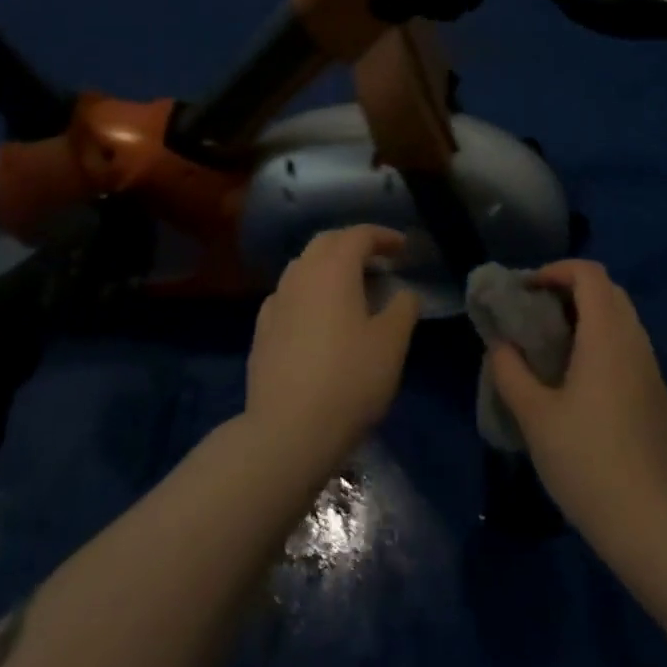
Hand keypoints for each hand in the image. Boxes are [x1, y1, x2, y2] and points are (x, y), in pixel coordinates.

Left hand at [245, 225, 421, 471]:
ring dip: (329, 266)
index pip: (359, 235)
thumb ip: (403, 308)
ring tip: (351, 286)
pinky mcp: (262, 329)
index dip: (384, 236)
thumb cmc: (349, 380)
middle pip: (327, 242)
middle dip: (354, 243)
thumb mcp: (392, 344)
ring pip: (304, 266)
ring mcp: (276, 300)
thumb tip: (403, 292)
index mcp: (334, 268)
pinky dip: (309, 292)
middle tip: (378, 260)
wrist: (287, 431)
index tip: (403, 248)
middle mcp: (301, 274)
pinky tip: (318, 315)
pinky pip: (289, 294)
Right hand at [488, 259, 666, 541]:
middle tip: (539, 314)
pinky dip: (606, 346)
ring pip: (623, 321)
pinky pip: (632, 351)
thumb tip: (499, 344)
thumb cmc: (586, 462)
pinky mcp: (661, 401)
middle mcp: (635, 343)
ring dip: (590, 318)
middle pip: (609, 291)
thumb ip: (510, 371)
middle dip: (571, 290)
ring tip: (556, 348)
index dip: (556, 270)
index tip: (528, 291)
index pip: (589, 273)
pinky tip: (585, 385)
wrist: (652, 528)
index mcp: (606, 336)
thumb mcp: (534, 416)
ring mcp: (654, 372)